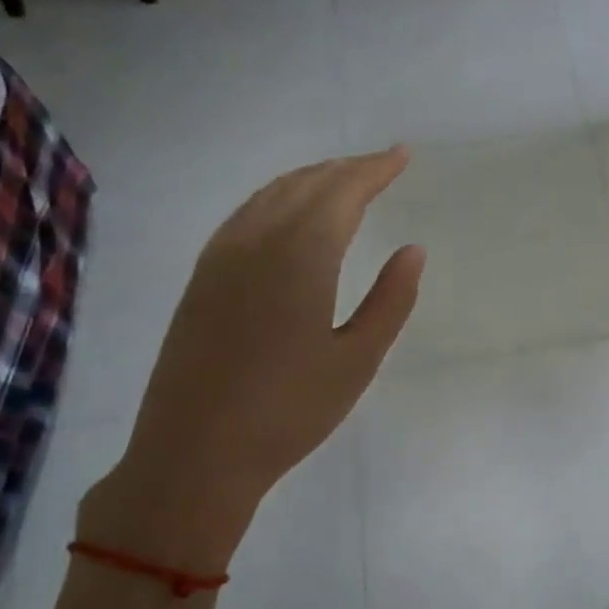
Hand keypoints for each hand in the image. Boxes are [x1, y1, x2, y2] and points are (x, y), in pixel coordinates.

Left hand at [80, 149, 423, 574]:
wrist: (195, 453)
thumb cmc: (289, 411)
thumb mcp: (357, 361)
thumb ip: (390, 300)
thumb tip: (413, 250)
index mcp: (300, 257)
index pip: (343, 193)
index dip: (374, 169)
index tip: (401, 155)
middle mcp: (256, 242)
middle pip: (306, 185)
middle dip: (346, 170)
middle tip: (381, 166)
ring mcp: (221, 257)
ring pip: (270, 195)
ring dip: (311, 180)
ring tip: (342, 182)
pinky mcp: (202, 279)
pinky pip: (245, 216)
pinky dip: (276, 199)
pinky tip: (287, 215)